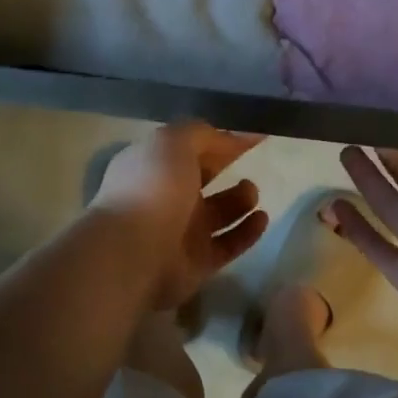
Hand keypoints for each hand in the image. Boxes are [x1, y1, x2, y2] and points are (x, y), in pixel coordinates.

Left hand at [90, 122, 268, 310]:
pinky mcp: (197, 263)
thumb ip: (200, 134)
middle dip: (225, 168)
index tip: (254, 135)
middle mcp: (166, 198)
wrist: (134, 253)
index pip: (190, 148)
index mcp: (153, 166)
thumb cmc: (152, 189)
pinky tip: (262, 218)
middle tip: (253, 161)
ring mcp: (181, 233)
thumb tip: (225, 137)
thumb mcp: (172, 143)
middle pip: (202, 179)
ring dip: (239, 200)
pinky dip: (246, 232)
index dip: (220, 139)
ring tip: (252, 193)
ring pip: (218, 213)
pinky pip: (228, 244)